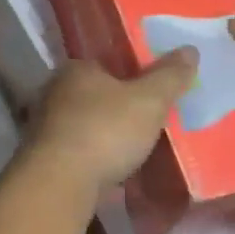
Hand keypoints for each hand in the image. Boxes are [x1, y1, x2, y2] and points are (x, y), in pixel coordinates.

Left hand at [18, 50, 198, 197]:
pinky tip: (114, 170)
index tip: (152, 89)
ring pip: (86, 123)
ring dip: (106, 134)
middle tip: (149, 120)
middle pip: (95, 93)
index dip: (132, 73)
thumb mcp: (149, 101)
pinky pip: (79, 150)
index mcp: (77, 68)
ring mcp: (45, 125)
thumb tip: (190, 50)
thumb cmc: (105, 130)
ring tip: (136, 148)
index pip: (107, 62)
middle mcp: (55, 91)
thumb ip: (169, 76)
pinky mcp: (44, 157)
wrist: (59, 183)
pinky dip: (95, 157)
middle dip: (119, 106)